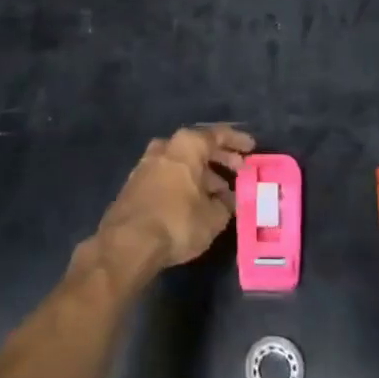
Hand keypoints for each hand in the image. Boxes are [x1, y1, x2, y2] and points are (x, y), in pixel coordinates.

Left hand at [96, 125, 251, 273]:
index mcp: (187, 145)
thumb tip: (231, 199)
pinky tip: (194, 201)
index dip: (237, 141)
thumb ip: (227, 204)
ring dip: (202, 173)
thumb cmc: (177, 221)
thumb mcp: (213, 217)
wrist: (127, 243)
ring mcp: (146, 164)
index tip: (251, 148)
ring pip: (181, 162)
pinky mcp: (135, 184)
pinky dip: (184, 183)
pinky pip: (168, 175)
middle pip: (198, 146)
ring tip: (219, 192)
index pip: (217, 135)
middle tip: (238, 170)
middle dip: (220, 158)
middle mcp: (165, 147)